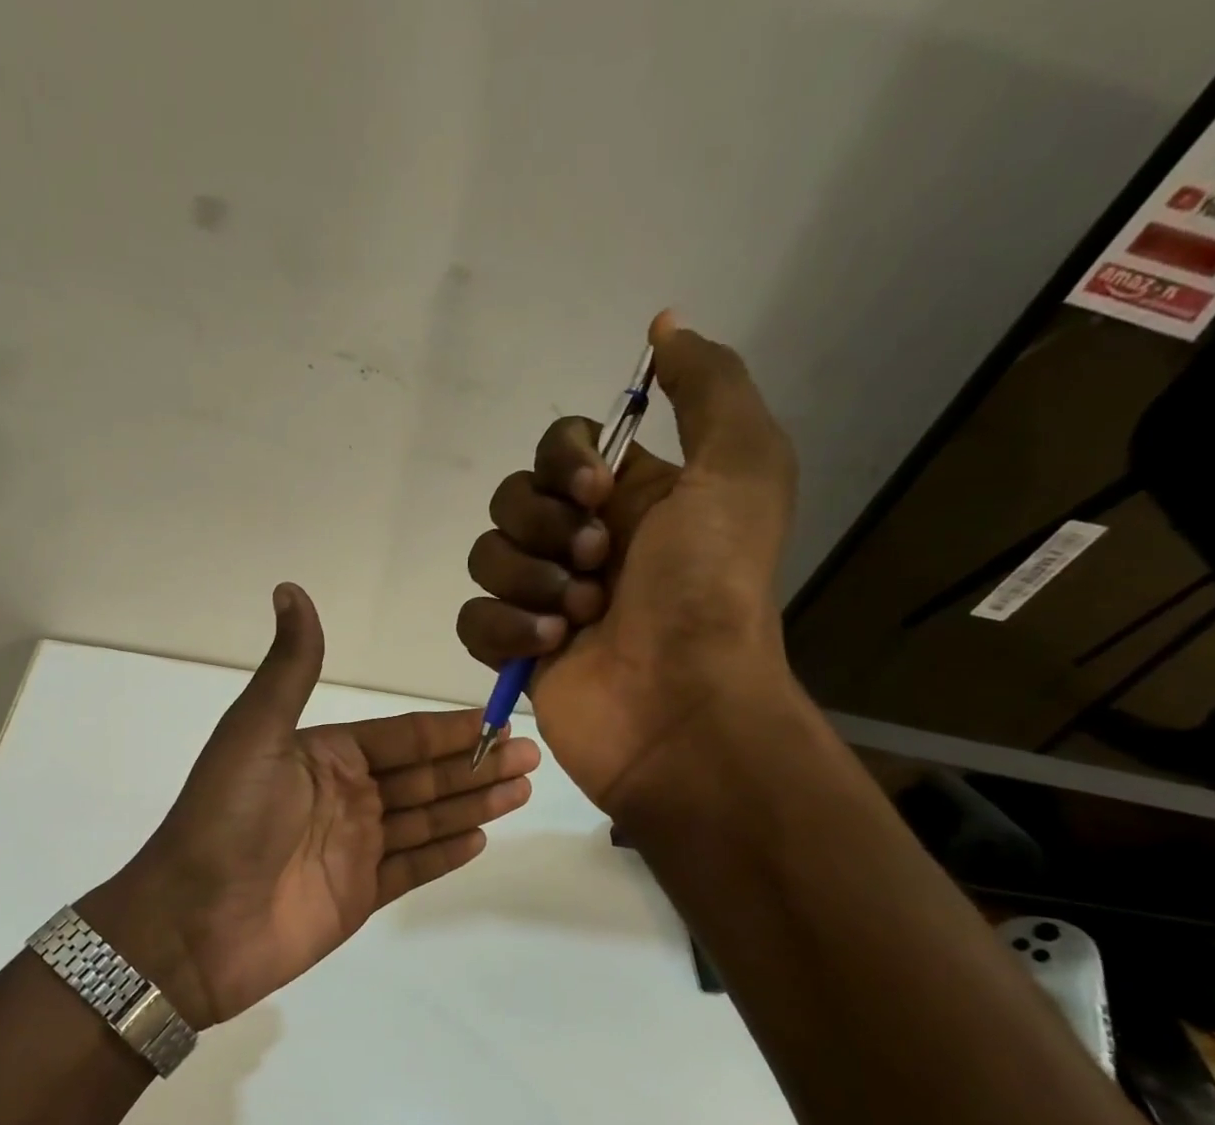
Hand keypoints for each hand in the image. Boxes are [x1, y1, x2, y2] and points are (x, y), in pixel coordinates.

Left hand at [79, 584, 538, 1026]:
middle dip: (475, 765)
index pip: (401, 737)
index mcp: (324, 756)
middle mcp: (344, 797)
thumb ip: (289, 668)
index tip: (498, 720)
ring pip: (426, 819)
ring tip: (522, 789)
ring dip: (473, 803)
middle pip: (423, 777)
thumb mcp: (255, 733)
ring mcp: (353, 849)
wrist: (192, 923)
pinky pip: (413, 867)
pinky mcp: (358, 896)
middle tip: (531, 756)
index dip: (450, 730)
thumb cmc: (227, 820)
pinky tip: (482, 836)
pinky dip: (446, 852)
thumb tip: (290, 589)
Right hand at [456, 310, 798, 813]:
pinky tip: (550, 647)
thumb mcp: (741, 467)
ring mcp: (545, 600)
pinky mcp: (515, 651)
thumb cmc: (711, 589)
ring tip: (580, 616)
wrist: (682, 707)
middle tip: (597, 563)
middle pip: (512, 498)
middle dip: (545, 527)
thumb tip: (664, 328)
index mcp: (632, 499)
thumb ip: (708, 387)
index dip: (563, 459)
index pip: (559, 446)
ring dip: (530, 581)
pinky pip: (472, 618)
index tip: (594, 489)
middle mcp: (584, 544)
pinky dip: (504, 628)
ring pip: (486, 556)